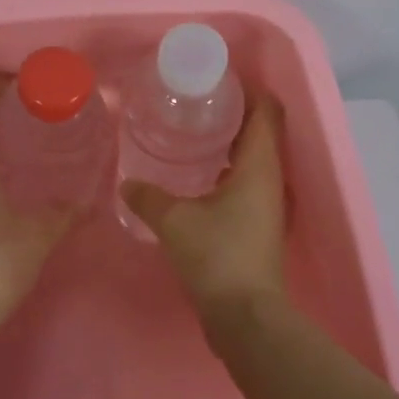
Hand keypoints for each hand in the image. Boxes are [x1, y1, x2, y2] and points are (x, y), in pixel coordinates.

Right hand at [122, 95, 289, 339]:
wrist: (245, 317)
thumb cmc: (217, 256)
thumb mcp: (174, 221)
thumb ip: (148, 197)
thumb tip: (127, 183)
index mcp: (260, 165)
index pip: (267, 111)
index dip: (249, 90)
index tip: (218, 82)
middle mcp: (271, 179)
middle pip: (262, 131)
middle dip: (234, 113)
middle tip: (197, 104)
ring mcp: (269, 203)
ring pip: (255, 158)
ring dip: (232, 143)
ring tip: (195, 134)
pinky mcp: (260, 224)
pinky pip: (248, 182)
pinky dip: (229, 170)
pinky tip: (200, 178)